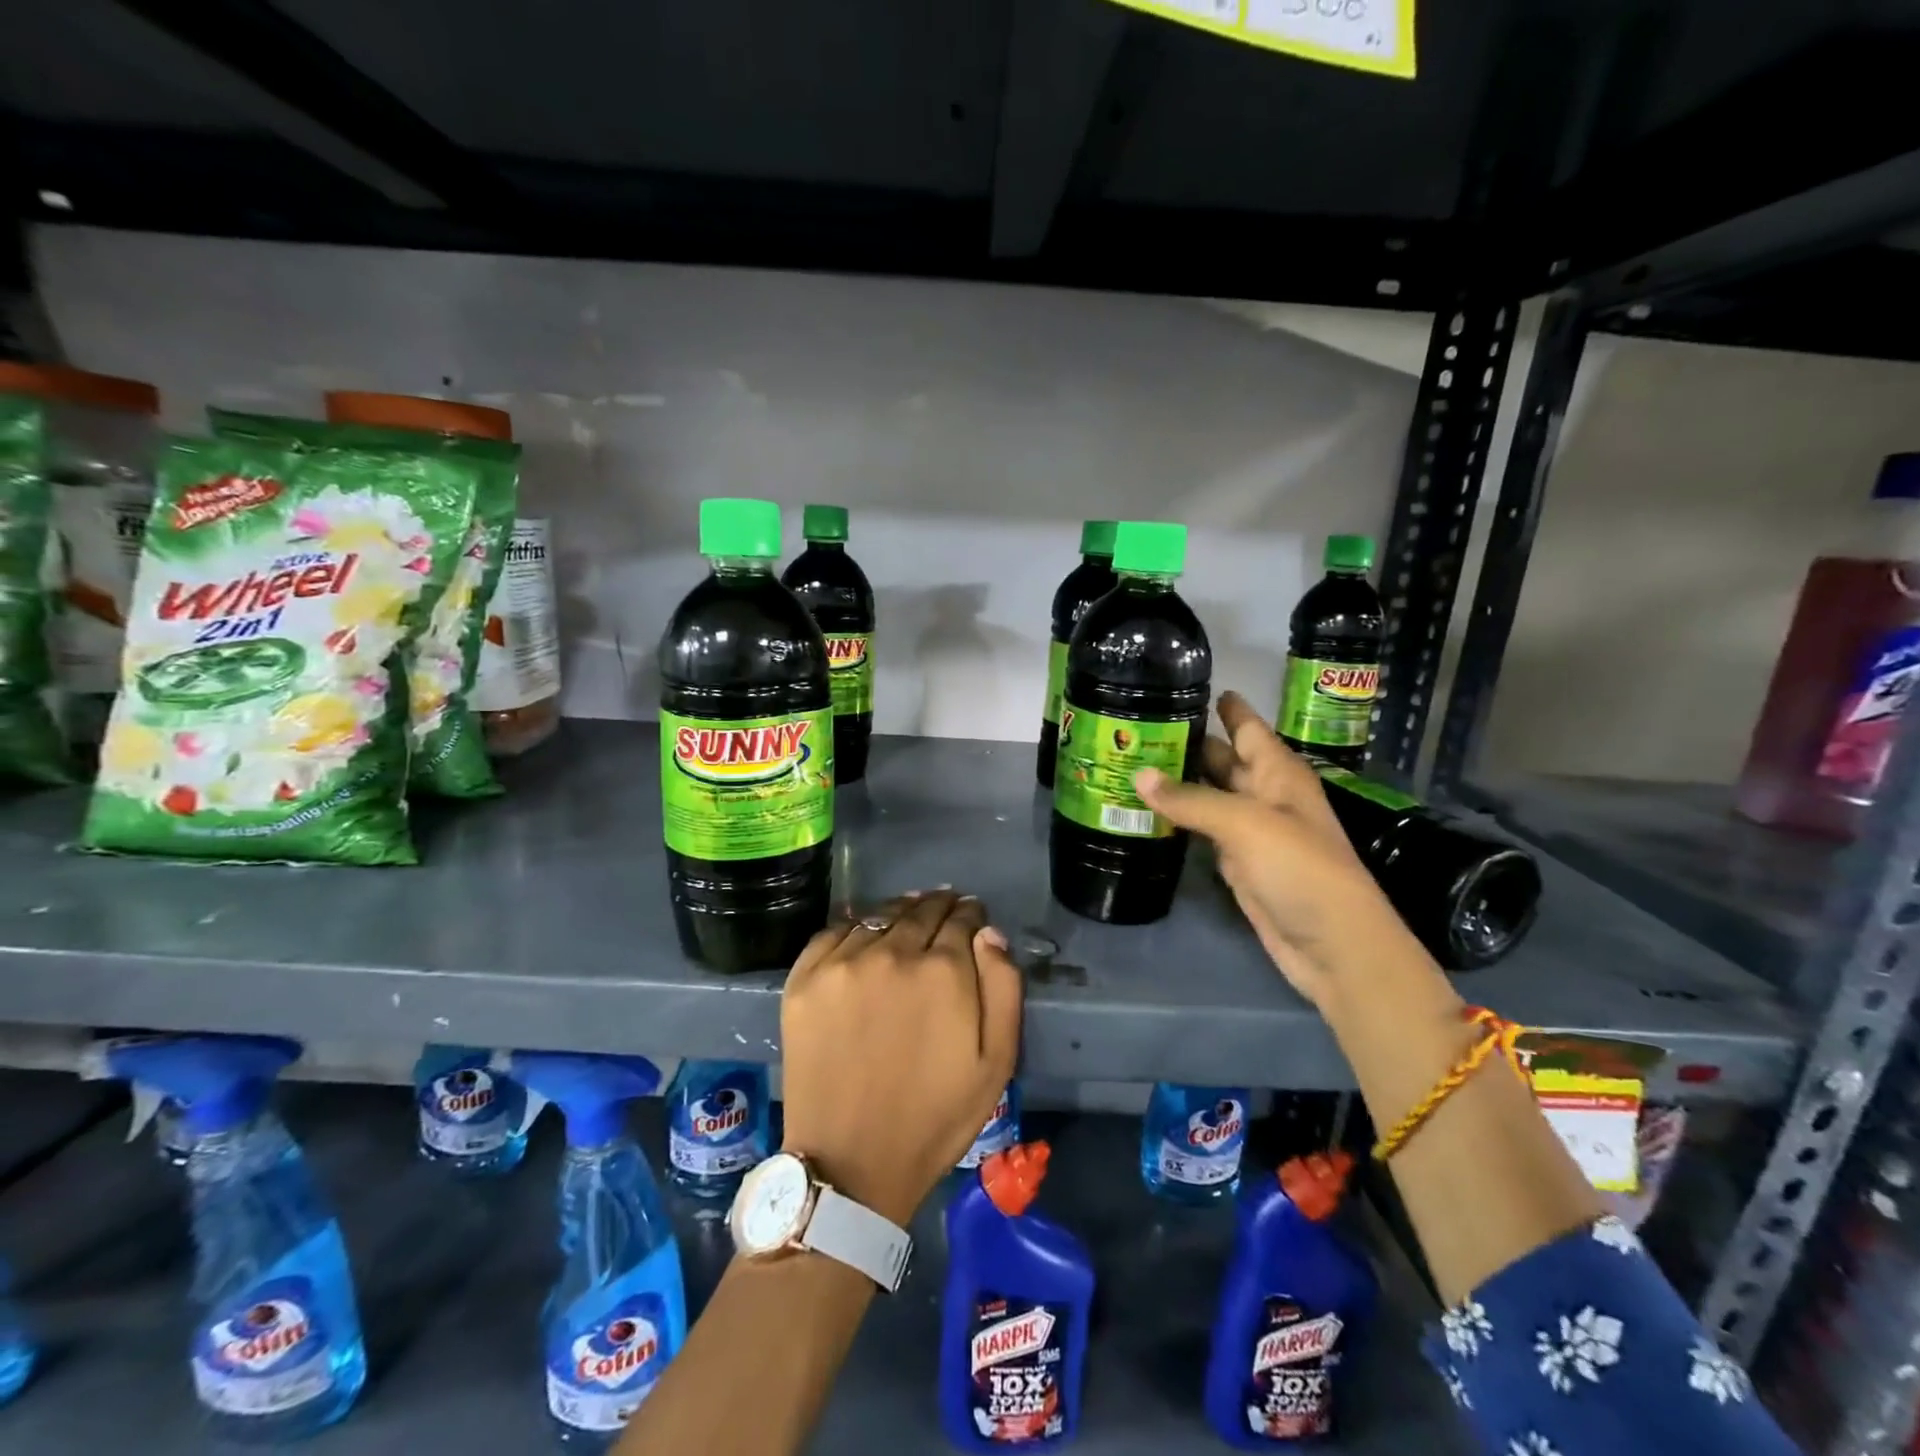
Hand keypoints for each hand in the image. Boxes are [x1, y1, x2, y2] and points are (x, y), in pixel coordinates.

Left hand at [779, 891, 1022, 1224]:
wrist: (850, 1163)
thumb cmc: (934, 1117)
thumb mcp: (997, 1062)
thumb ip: (1003, 987)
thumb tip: (989, 932)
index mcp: (943, 970)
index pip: (962, 919)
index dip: (970, 914)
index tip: (971, 915)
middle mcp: (892, 952)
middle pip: (921, 910)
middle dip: (938, 906)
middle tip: (944, 906)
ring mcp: (842, 963)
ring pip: (879, 916)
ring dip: (899, 912)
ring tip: (907, 915)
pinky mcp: (804, 979)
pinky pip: (834, 932)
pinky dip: (855, 927)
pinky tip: (864, 935)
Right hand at [1134, 691, 1436, 1010]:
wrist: (1332, 944)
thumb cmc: (1300, 868)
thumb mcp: (1246, 824)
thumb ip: (1191, 798)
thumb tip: (1138, 774)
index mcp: (1277, 772)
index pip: (1247, 726)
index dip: (1222, 705)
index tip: (1184, 684)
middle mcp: (1264, 794)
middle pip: (1222, 758)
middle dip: (1187, 742)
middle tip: (1137, 725)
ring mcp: (1250, 830)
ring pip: (1208, 794)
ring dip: (1177, 781)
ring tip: (1130, 761)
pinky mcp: (1236, 862)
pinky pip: (1202, 829)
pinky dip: (1178, 818)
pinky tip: (1148, 808)